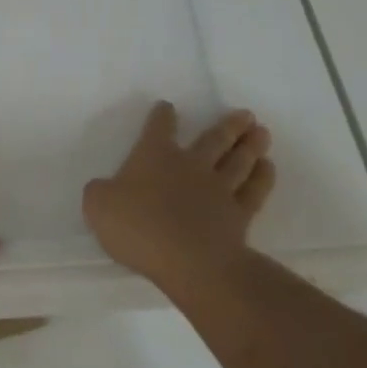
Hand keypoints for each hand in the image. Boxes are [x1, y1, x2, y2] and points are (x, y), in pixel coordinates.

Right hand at [83, 101, 274, 288]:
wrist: (188, 260)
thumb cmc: (139, 228)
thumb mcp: (99, 207)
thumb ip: (100, 194)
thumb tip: (103, 189)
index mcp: (155, 156)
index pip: (159, 128)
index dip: (162, 116)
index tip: (167, 107)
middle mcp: (190, 165)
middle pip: (213, 139)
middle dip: (228, 125)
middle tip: (246, 114)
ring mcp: (218, 189)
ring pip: (238, 160)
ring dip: (250, 145)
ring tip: (261, 132)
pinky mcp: (238, 216)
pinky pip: (254, 191)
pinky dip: (262, 178)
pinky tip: (268, 168)